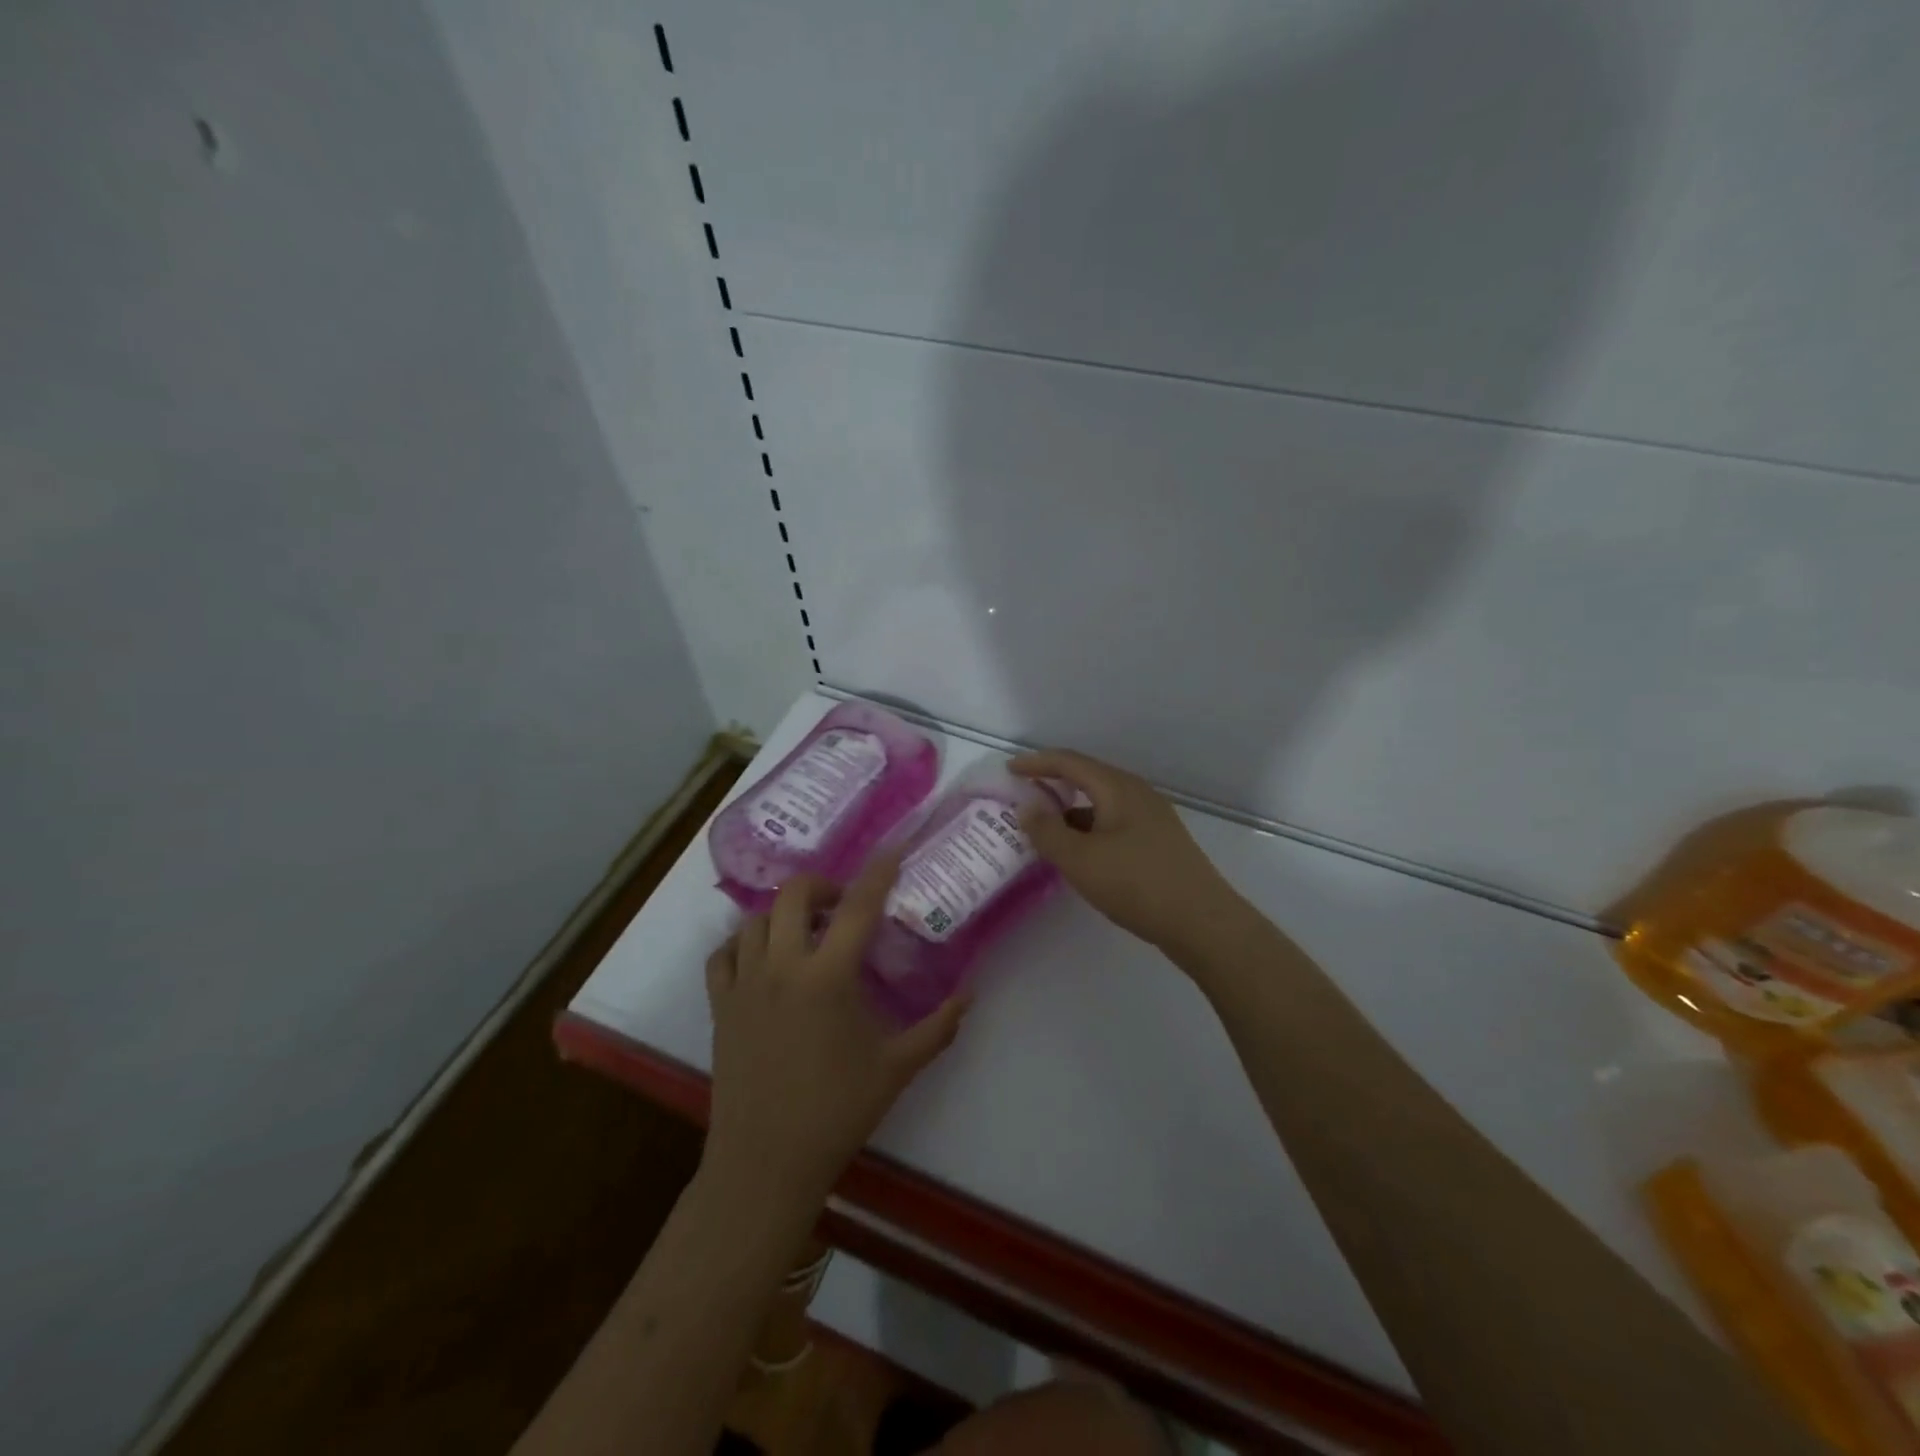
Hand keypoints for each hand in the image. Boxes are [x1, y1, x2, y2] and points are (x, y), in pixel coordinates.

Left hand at [702, 856, 969, 1209]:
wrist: (767, 1161)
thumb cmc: (837, 1111)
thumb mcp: (897, 1067)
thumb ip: (938, 1027)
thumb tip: (971, 994)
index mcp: (828, 977)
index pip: (859, 906)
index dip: (879, 872)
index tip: (893, 849)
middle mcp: (782, 966)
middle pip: (794, 894)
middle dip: (822, 884)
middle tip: (843, 902)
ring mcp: (745, 983)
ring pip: (755, 919)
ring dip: (782, 913)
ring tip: (805, 930)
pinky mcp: (721, 1005)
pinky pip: (723, 953)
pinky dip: (741, 942)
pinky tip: (761, 957)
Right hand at [1011, 749, 1239, 953]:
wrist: (1202, 922)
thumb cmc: (1136, 884)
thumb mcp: (1080, 859)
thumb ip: (1047, 831)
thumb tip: (1027, 807)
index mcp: (1118, 788)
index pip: (1070, 762)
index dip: (1037, 763)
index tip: (1009, 770)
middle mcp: (1137, 794)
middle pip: (1088, 778)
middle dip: (1054, 784)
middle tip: (1024, 796)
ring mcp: (1152, 818)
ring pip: (1102, 804)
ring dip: (1071, 811)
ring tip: (1045, 830)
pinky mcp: (1159, 842)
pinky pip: (1114, 823)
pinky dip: (1089, 829)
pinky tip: (1080, 854)